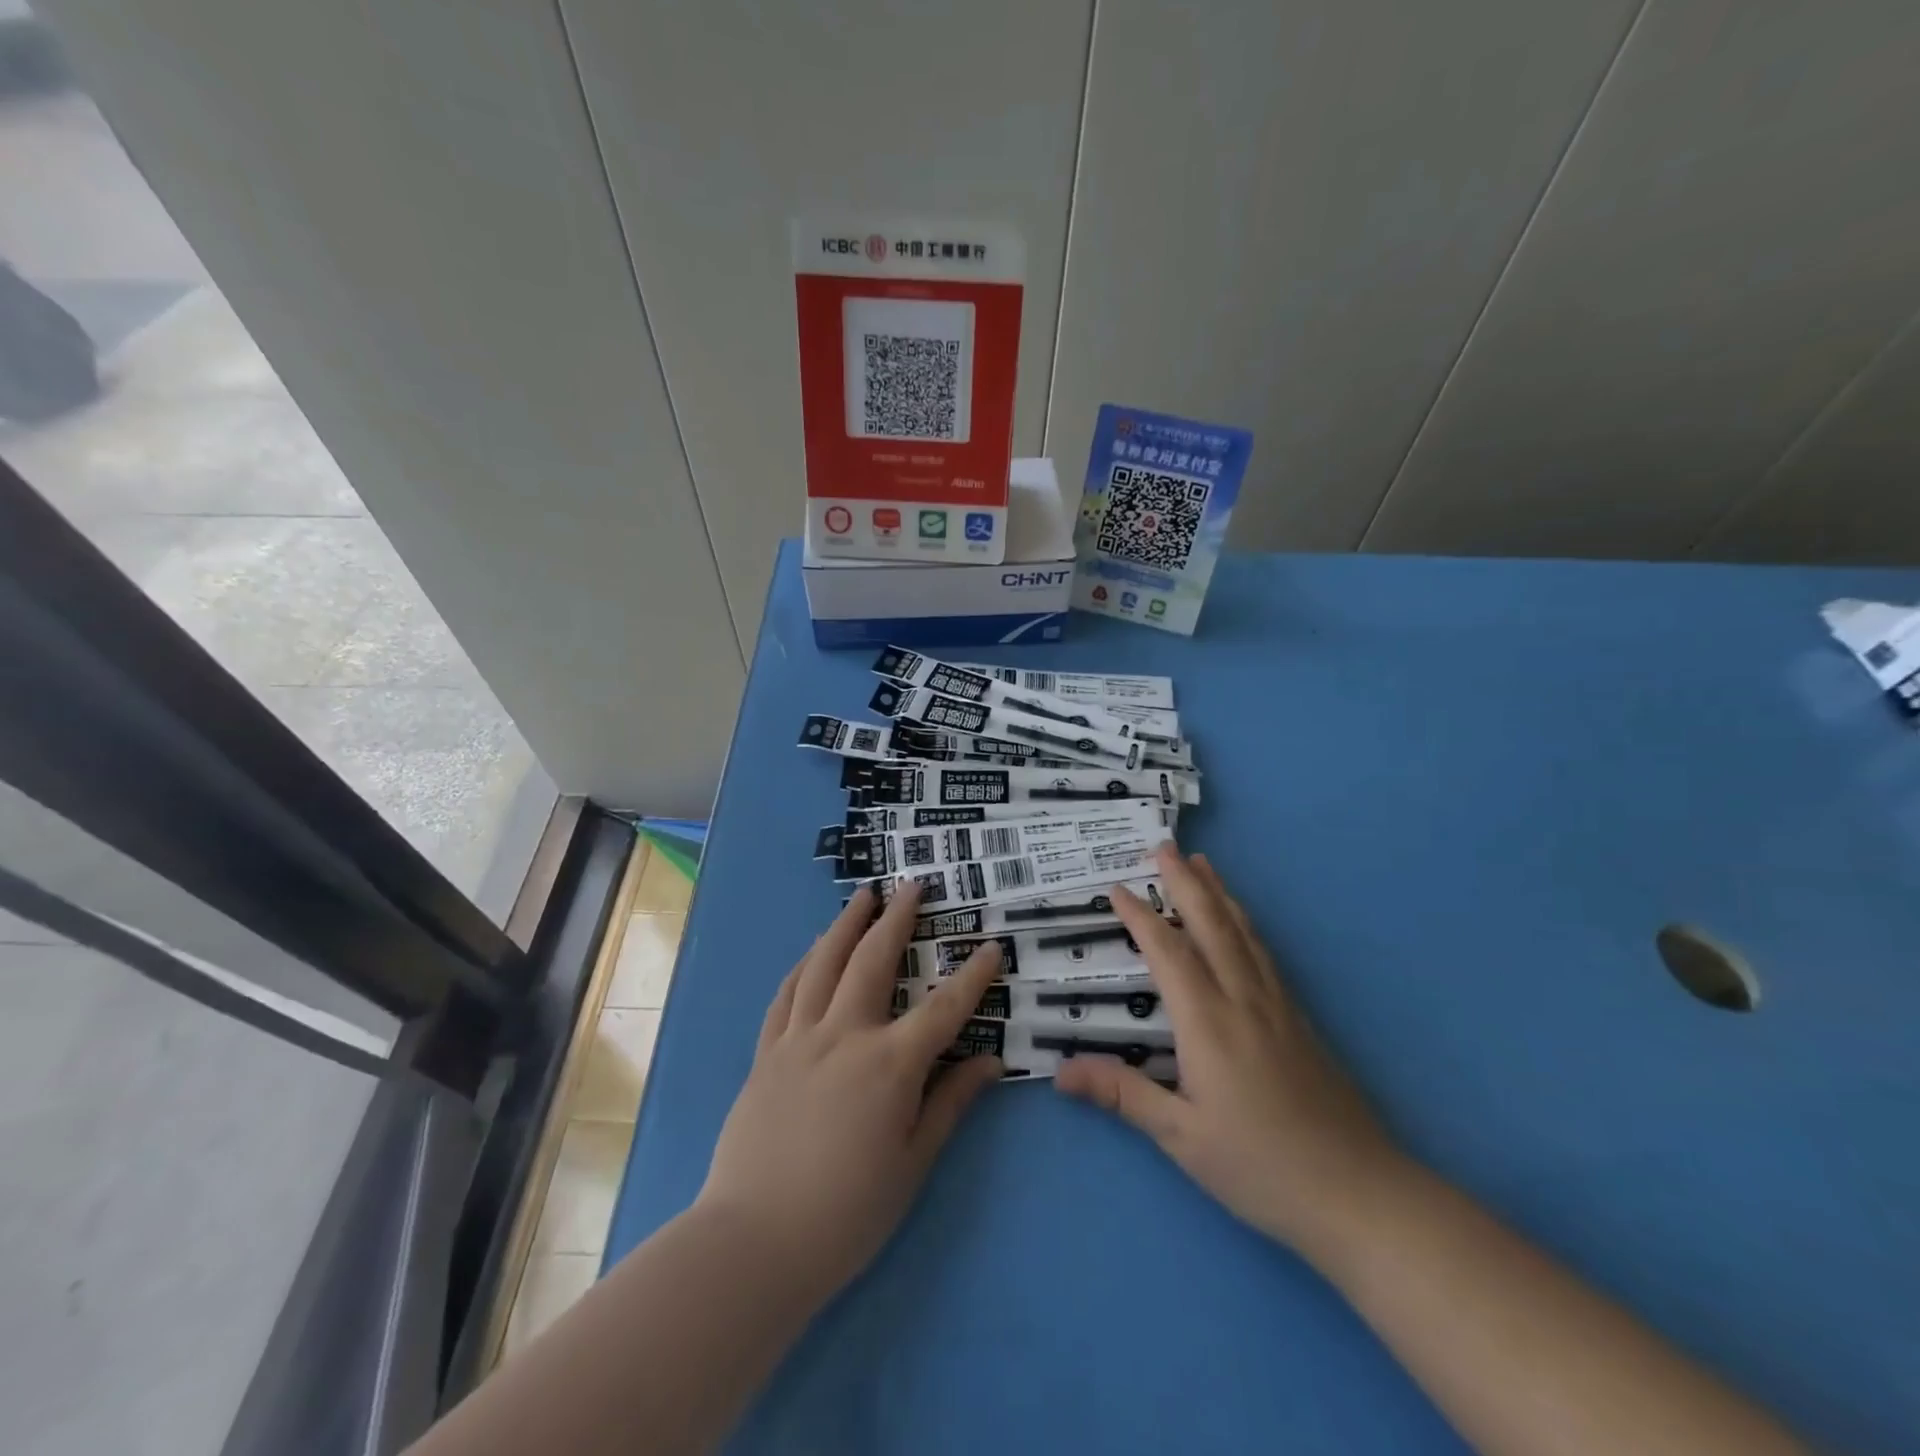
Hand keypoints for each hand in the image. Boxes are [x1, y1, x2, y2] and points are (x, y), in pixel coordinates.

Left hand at [696, 882, 1004, 1302]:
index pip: (943, 1008)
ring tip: (863, 896)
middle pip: (873, 961)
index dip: (972, 976)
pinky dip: (804, 964)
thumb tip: (989, 1062)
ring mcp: (799, 1039)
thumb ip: (950, 1104)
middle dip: (897, 919)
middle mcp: (844, 1036)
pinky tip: (813, 951)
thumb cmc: (847, 1213)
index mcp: (889, 1065)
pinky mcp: (766, 1053)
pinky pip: (787, 994)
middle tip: (912, 886)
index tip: (991, 946)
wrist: (754, 1242)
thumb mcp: (913, 1163)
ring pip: (824, 964)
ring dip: (847, 924)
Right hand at [1056, 845, 1401, 1256]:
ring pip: (1242, 932)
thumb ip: (1123, 1094)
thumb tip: (1061, 1071)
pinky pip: (1264, 953)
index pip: (1167, 953)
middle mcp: (1242, 999)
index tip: (1116, 888)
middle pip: (1210, 925)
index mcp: (1208, 1023)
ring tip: (1203, 863)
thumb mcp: (1181, 1138)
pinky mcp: (1299, 1018)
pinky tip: (1242, 921)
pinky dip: (1245, 923)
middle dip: (1184, 882)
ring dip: (1218, 893)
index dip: (1140, 917)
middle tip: (1164, 846)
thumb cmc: (1260, 1167)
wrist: (1358, 1193)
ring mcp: (1276, 1005)